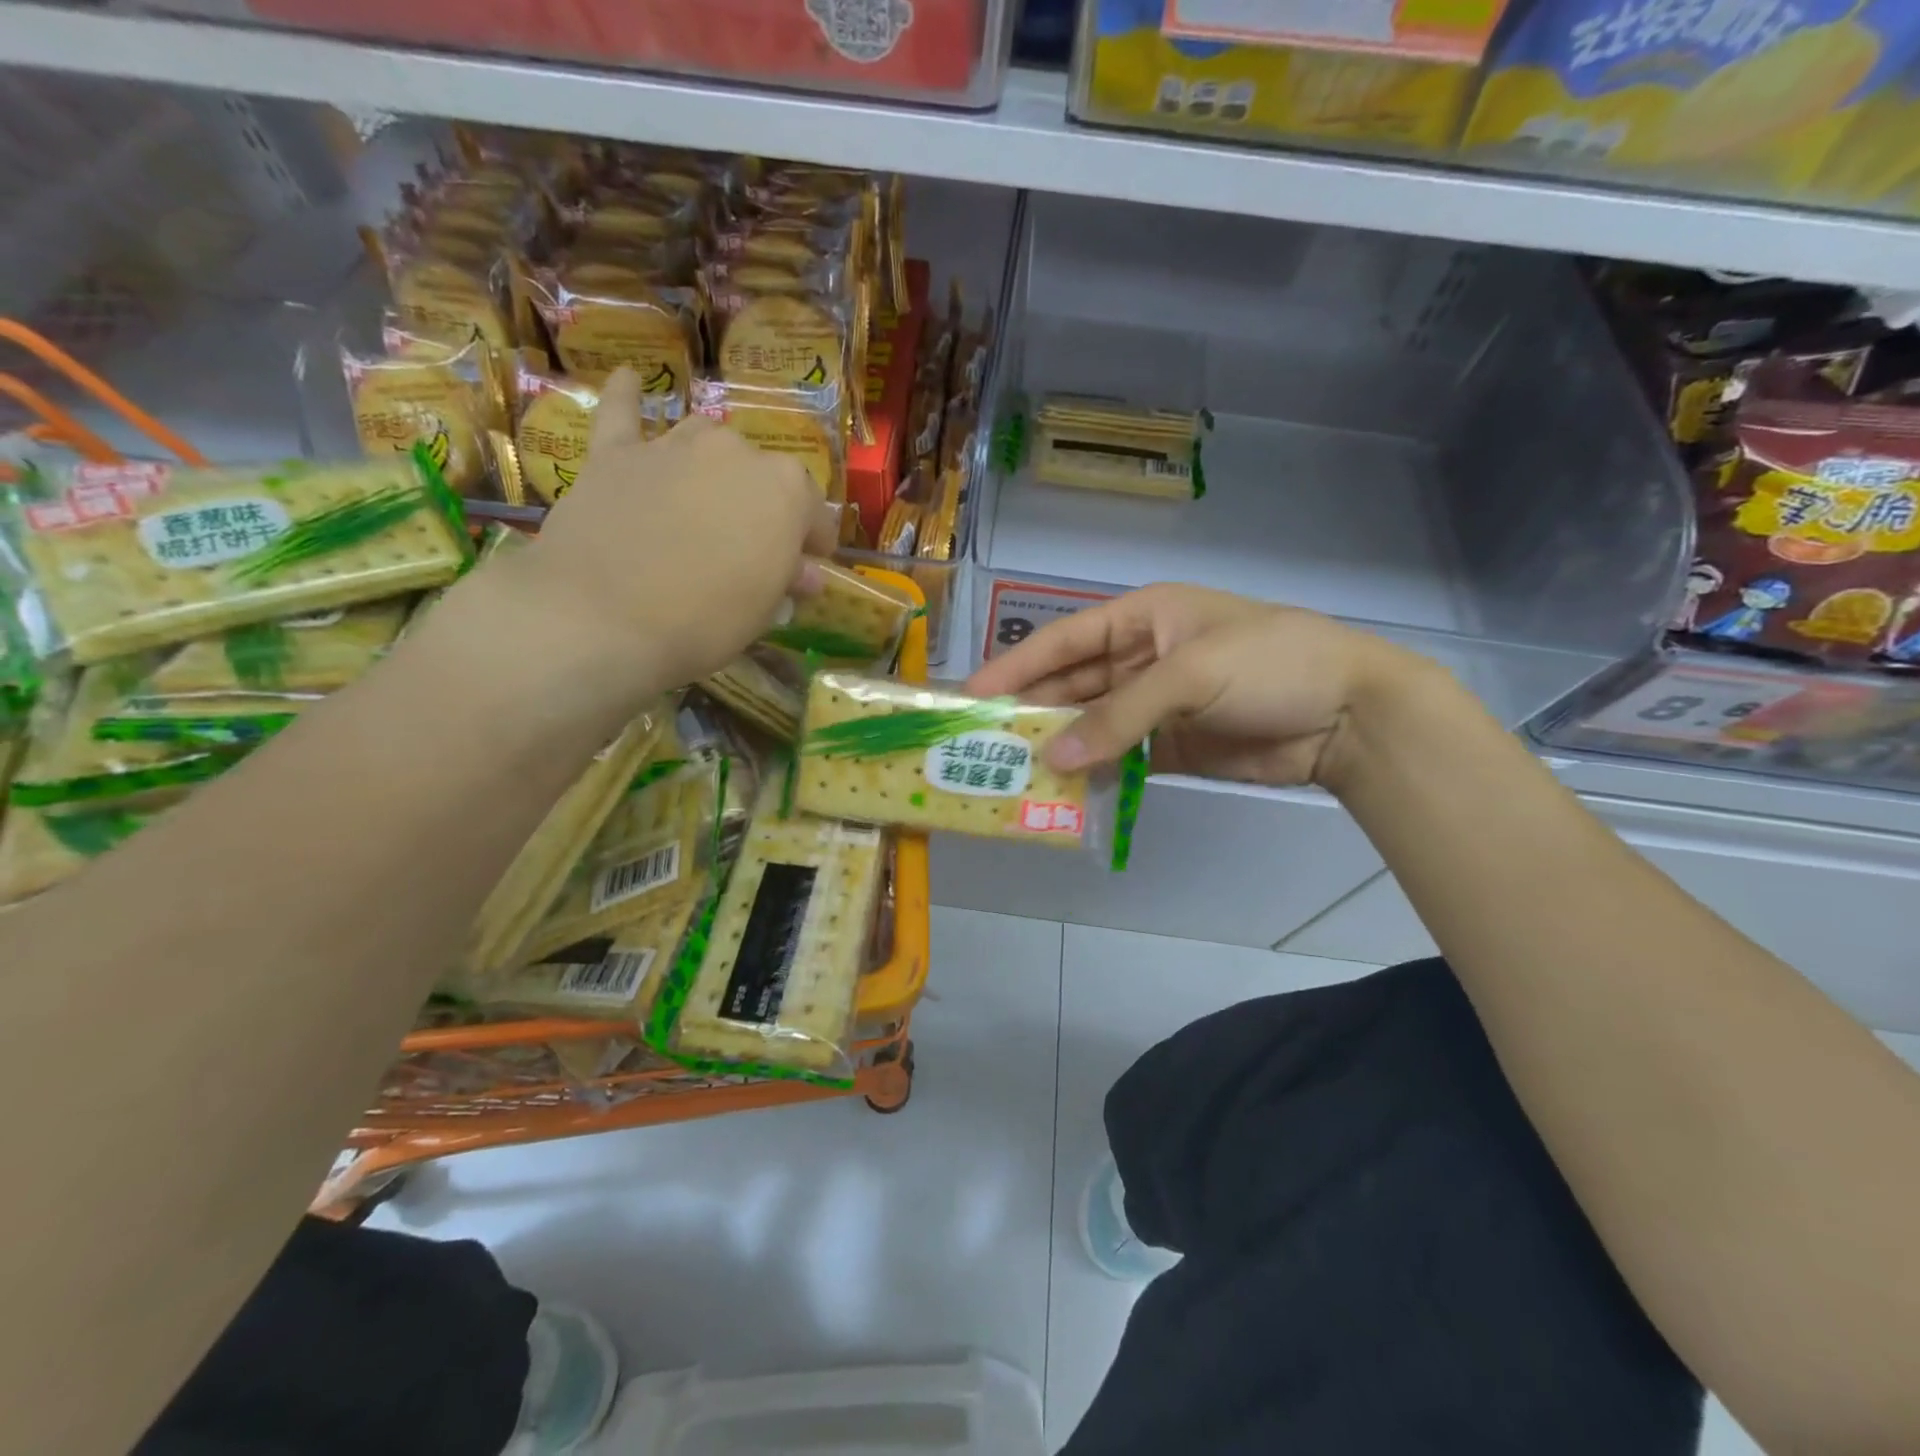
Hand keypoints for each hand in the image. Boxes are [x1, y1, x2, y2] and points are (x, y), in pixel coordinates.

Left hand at [514, 368, 838, 688]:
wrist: (601, 617)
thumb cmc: (703, 621)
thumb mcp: (762, 611)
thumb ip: (787, 579)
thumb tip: (805, 572)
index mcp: (785, 489)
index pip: (814, 512)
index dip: (814, 542)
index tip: (809, 566)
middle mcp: (735, 452)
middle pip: (760, 473)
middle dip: (762, 505)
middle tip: (750, 546)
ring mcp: (673, 445)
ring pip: (705, 438)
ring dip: (712, 464)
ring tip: (706, 495)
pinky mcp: (616, 454)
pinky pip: (623, 413)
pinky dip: (627, 397)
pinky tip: (629, 379)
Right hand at [965, 583, 1415, 790]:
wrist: (1349, 714)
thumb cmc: (1269, 664)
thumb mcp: (1190, 675)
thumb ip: (1119, 716)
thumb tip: (1054, 759)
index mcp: (1144, 617)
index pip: (1064, 640)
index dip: (1016, 666)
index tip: (972, 695)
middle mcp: (1142, 657)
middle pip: (1072, 685)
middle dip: (1031, 711)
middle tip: (982, 744)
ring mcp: (1157, 705)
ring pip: (1092, 725)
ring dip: (1059, 746)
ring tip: (1012, 773)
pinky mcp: (1172, 747)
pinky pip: (1120, 758)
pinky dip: (1094, 773)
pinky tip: (1063, 791)